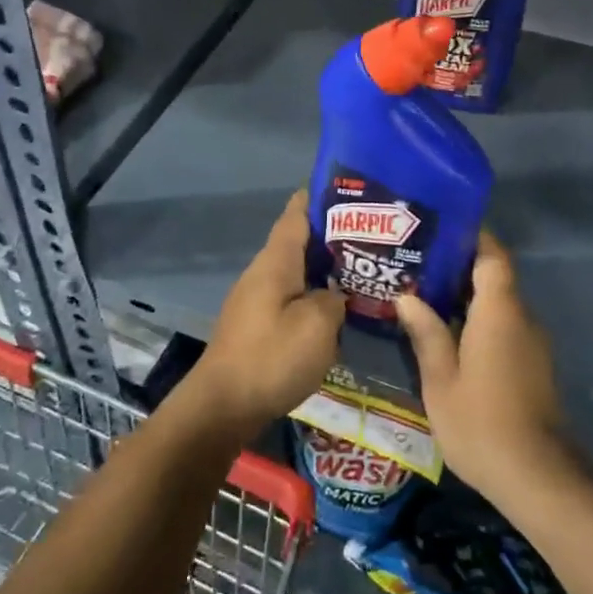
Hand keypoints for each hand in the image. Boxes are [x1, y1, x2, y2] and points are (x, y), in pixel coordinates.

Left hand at [185, 191, 343, 439]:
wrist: (222, 405)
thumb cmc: (271, 357)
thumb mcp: (318, 326)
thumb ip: (334, 300)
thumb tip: (335, 294)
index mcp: (275, 262)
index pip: (296, 214)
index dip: (317, 197)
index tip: (346, 188)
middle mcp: (262, 273)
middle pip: (298, 243)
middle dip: (330, 236)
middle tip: (370, 235)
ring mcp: (255, 299)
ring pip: (295, 272)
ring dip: (322, 269)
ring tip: (359, 270)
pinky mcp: (256, 325)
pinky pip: (289, 297)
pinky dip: (312, 294)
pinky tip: (334, 309)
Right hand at [395, 232, 573, 507]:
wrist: (538, 477)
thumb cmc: (481, 423)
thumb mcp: (440, 379)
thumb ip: (426, 333)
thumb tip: (407, 297)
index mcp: (500, 311)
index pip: (492, 255)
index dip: (470, 236)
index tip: (438, 229)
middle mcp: (521, 317)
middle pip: (494, 275)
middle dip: (457, 265)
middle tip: (415, 261)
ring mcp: (531, 342)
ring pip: (497, 303)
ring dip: (465, 295)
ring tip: (422, 293)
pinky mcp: (532, 364)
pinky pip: (503, 325)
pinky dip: (476, 319)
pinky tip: (445, 332)